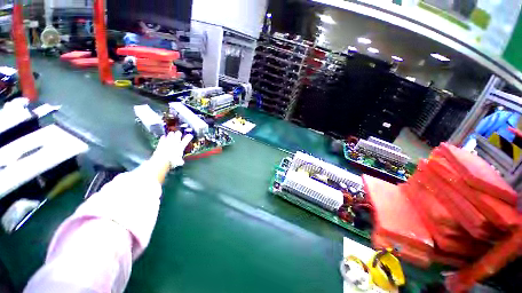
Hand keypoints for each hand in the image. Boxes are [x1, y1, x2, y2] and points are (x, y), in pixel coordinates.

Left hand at [152, 131, 193, 168]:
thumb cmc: (172, 161)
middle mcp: (175, 142)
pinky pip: (163, 137)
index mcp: (181, 147)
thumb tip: (182, 162)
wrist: (161, 160)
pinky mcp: (161, 142)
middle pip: (178, 133)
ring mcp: (168, 141)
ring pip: (171, 133)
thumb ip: (180, 161)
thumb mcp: (178, 162)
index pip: (186, 140)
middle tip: (179, 134)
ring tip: (172, 135)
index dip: (189, 137)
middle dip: (179, 133)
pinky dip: (164, 137)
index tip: (190, 135)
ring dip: (171, 134)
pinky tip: (164, 137)